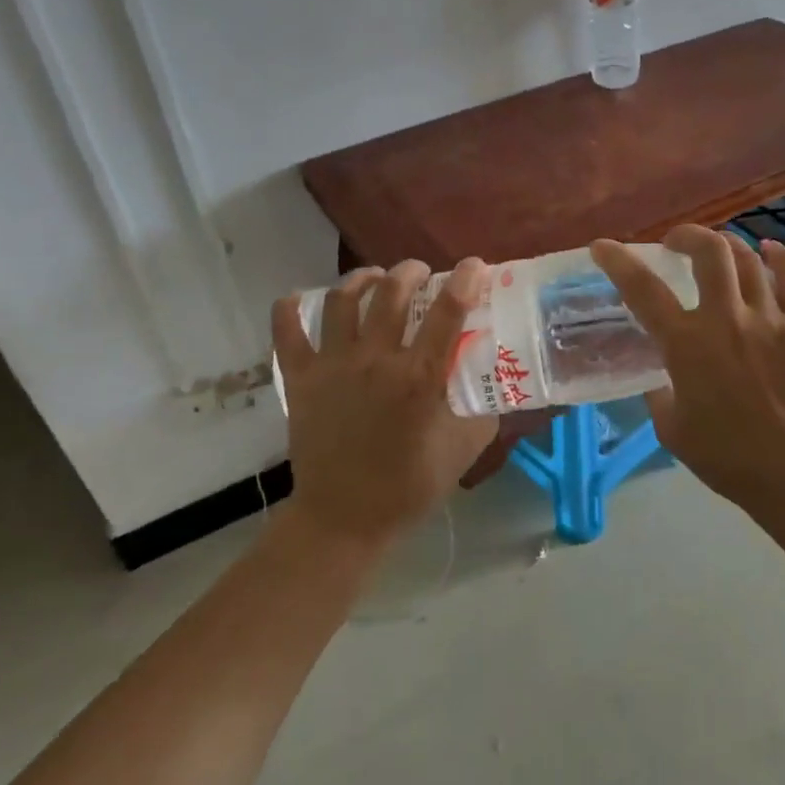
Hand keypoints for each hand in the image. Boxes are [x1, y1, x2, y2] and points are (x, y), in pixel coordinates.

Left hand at [272, 259, 495, 550]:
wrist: (344, 518)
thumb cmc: (409, 486)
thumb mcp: (464, 449)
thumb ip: (485, 410)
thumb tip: (497, 381)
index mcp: (419, 377)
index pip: (448, 312)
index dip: (465, 281)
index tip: (475, 265)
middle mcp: (375, 361)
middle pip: (392, 293)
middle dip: (410, 271)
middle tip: (421, 272)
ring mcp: (333, 366)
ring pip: (343, 301)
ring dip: (362, 279)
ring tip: (374, 278)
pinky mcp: (300, 379)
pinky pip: (287, 331)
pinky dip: (290, 310)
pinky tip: (300, 300)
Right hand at [590, 228, 784, 525]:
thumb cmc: (727, 458)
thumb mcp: (672, 429)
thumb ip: (658, 392)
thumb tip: (659, 373)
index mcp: (686, 345)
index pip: (643, 290)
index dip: (618, 261)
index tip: (602, 247)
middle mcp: (726, 319)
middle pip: (709, 251)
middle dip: (687, 236)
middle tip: (676, 244)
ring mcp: (770, 319)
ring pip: (749, 258)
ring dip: (728, 246)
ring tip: (719, 253)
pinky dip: (779, 258)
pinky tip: (770, 253)